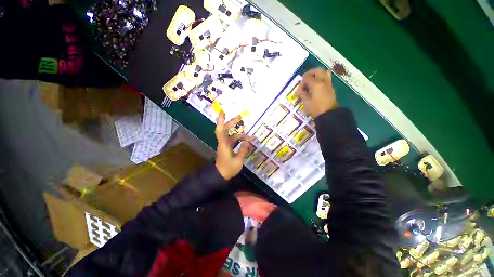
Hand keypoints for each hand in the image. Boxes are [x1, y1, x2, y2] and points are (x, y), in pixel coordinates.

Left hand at [215, 111, 251, 179]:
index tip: (223, 111)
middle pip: (226, 129)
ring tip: (251, 137)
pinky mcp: (227, 148)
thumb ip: (243, 150)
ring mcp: (225, 145)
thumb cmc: (228, 169)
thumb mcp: (238, 160)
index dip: (221, 120)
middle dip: (232, 122)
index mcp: (224, 144)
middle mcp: (223, 143)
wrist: (220, 176)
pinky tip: (246, 142)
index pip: (220, 130)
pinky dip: (240, 140)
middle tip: (240, 117)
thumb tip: (247, 141)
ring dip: (241, 135)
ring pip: (232, 136)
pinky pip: (233, 141)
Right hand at [295, 68, 337, 117]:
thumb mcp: (306, 102)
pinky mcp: (331, 88)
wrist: (329, 114)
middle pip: (318, 70)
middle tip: (306, 78)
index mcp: (316, 84)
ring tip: (312, 81)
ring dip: (318, 74)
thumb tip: (297, 91)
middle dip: (311, 73)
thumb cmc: (316, 108)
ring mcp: (329, 84)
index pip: (307, 77)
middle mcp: (323, 81)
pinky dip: (321, 79)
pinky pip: (327, 79)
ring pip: (325, 73)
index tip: (299, 88)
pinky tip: (317, 87)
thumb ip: (302, 94)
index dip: (302, 81)